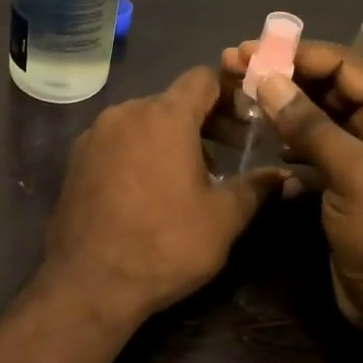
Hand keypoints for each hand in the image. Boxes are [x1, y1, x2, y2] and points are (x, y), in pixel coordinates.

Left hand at [41, 67, 283, 326]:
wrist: (89, 283)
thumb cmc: (165, 243)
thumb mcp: (223, 218)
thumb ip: (256, 188)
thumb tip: (287, 177)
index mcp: (164, 116)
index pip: (203, 79)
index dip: (231, 93)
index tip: (249, 121)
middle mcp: (124, 113)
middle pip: (172, 101)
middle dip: (204, 122)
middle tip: (231, 153)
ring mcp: (94, 137)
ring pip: (142, 122)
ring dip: (170, 139)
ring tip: (191, 177)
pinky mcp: (75, 161)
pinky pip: (117, 143)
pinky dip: (139, 153)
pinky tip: (150, 190)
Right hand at [223, 40, 362, 331]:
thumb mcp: (352, 173)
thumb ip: (310, 125)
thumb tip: (267, 80)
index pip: (346, 65)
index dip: (299, 54)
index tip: (252, 51)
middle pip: (330, 85)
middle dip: (285, 74)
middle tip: (235, 66)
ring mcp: (361, 155)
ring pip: (317, 114)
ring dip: (282, 104)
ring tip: (240, 95)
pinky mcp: (342, 180)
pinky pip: (311, 145)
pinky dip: (287, 137)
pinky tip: (261, 136)